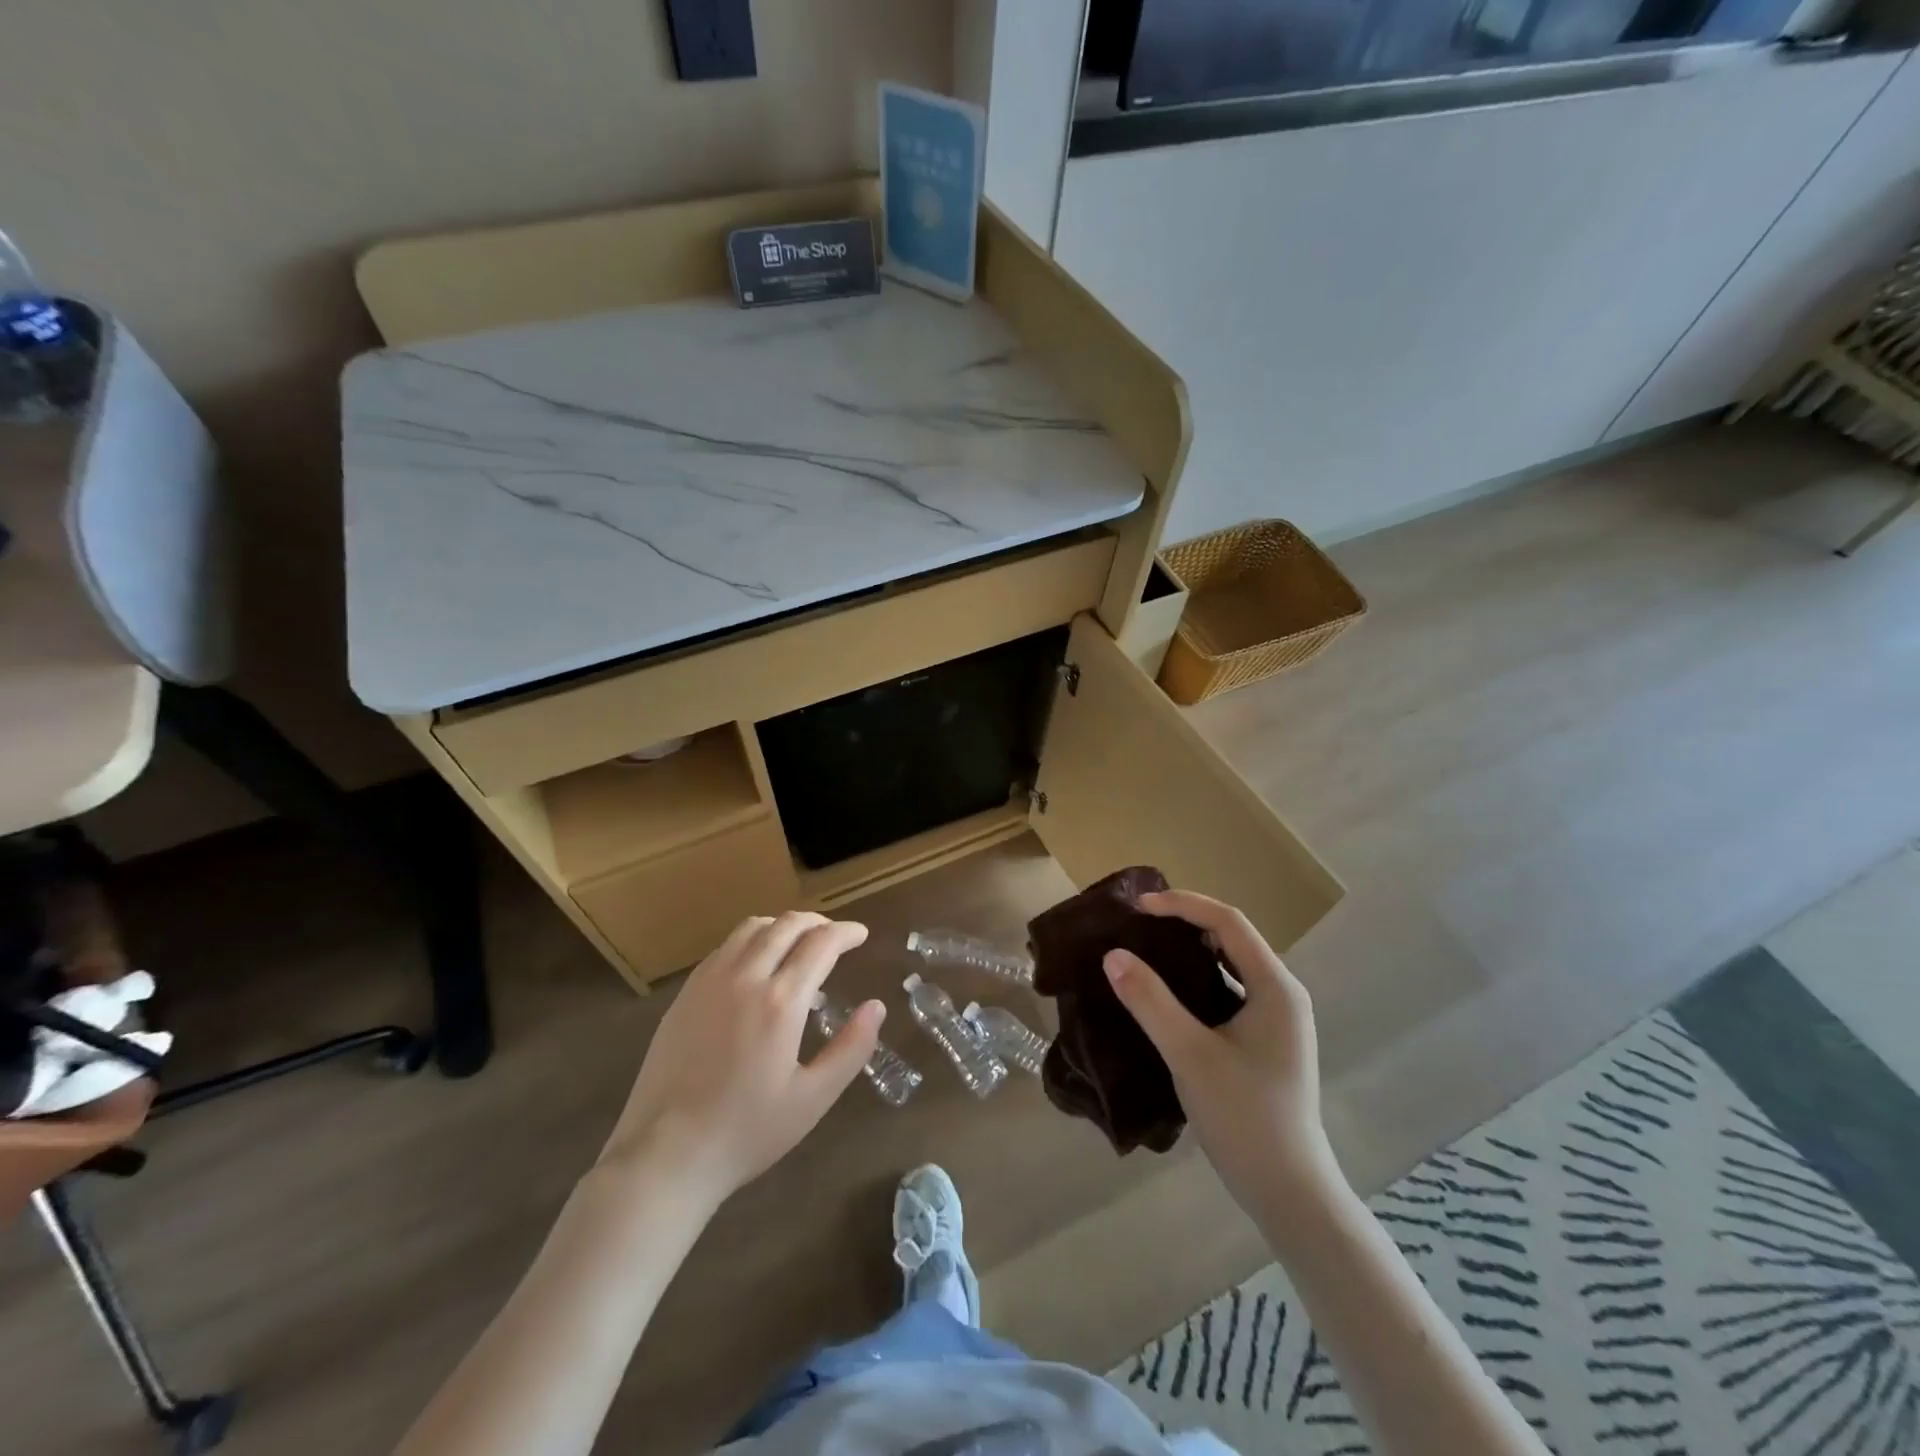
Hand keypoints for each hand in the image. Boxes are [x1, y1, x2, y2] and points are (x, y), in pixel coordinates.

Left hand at [596, 912, 883, 1207]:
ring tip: (798, 943)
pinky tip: (756, 965)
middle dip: (818, 922)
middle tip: (835, 936)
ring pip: (752, 928)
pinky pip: (725, 947)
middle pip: (787, 925)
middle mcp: (745, 977)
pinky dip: (752, 940)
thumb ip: (851, 1048)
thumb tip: (876, 1006)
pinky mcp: (685, 993)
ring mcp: (709, 981)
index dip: (846, 932)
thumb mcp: (813, 1098)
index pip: (821, 943)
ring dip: (783, 926)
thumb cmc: (746, 1131)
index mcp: (781, 1001)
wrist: (665, 1155)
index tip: (861, 935)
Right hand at [1104, 891, 1344, 1225]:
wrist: (1290, 1193)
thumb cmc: (1244, 1118)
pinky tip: (1169, 991)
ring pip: (1231, 964)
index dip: (1182, 905)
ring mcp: (1278, 1018)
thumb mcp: (1190, 1055)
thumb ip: (1150, 1002)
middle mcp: (1283, 993)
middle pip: (1232, 937)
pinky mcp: (1267, 1040)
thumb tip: (1113, 955)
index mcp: (1276, 987)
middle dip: (1185, 921)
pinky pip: (1230, 989)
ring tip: (1147, 947)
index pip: (1228, 922)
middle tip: (1138, 922)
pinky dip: (1198, 978)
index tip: (1138, 907)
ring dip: (1191, 949)